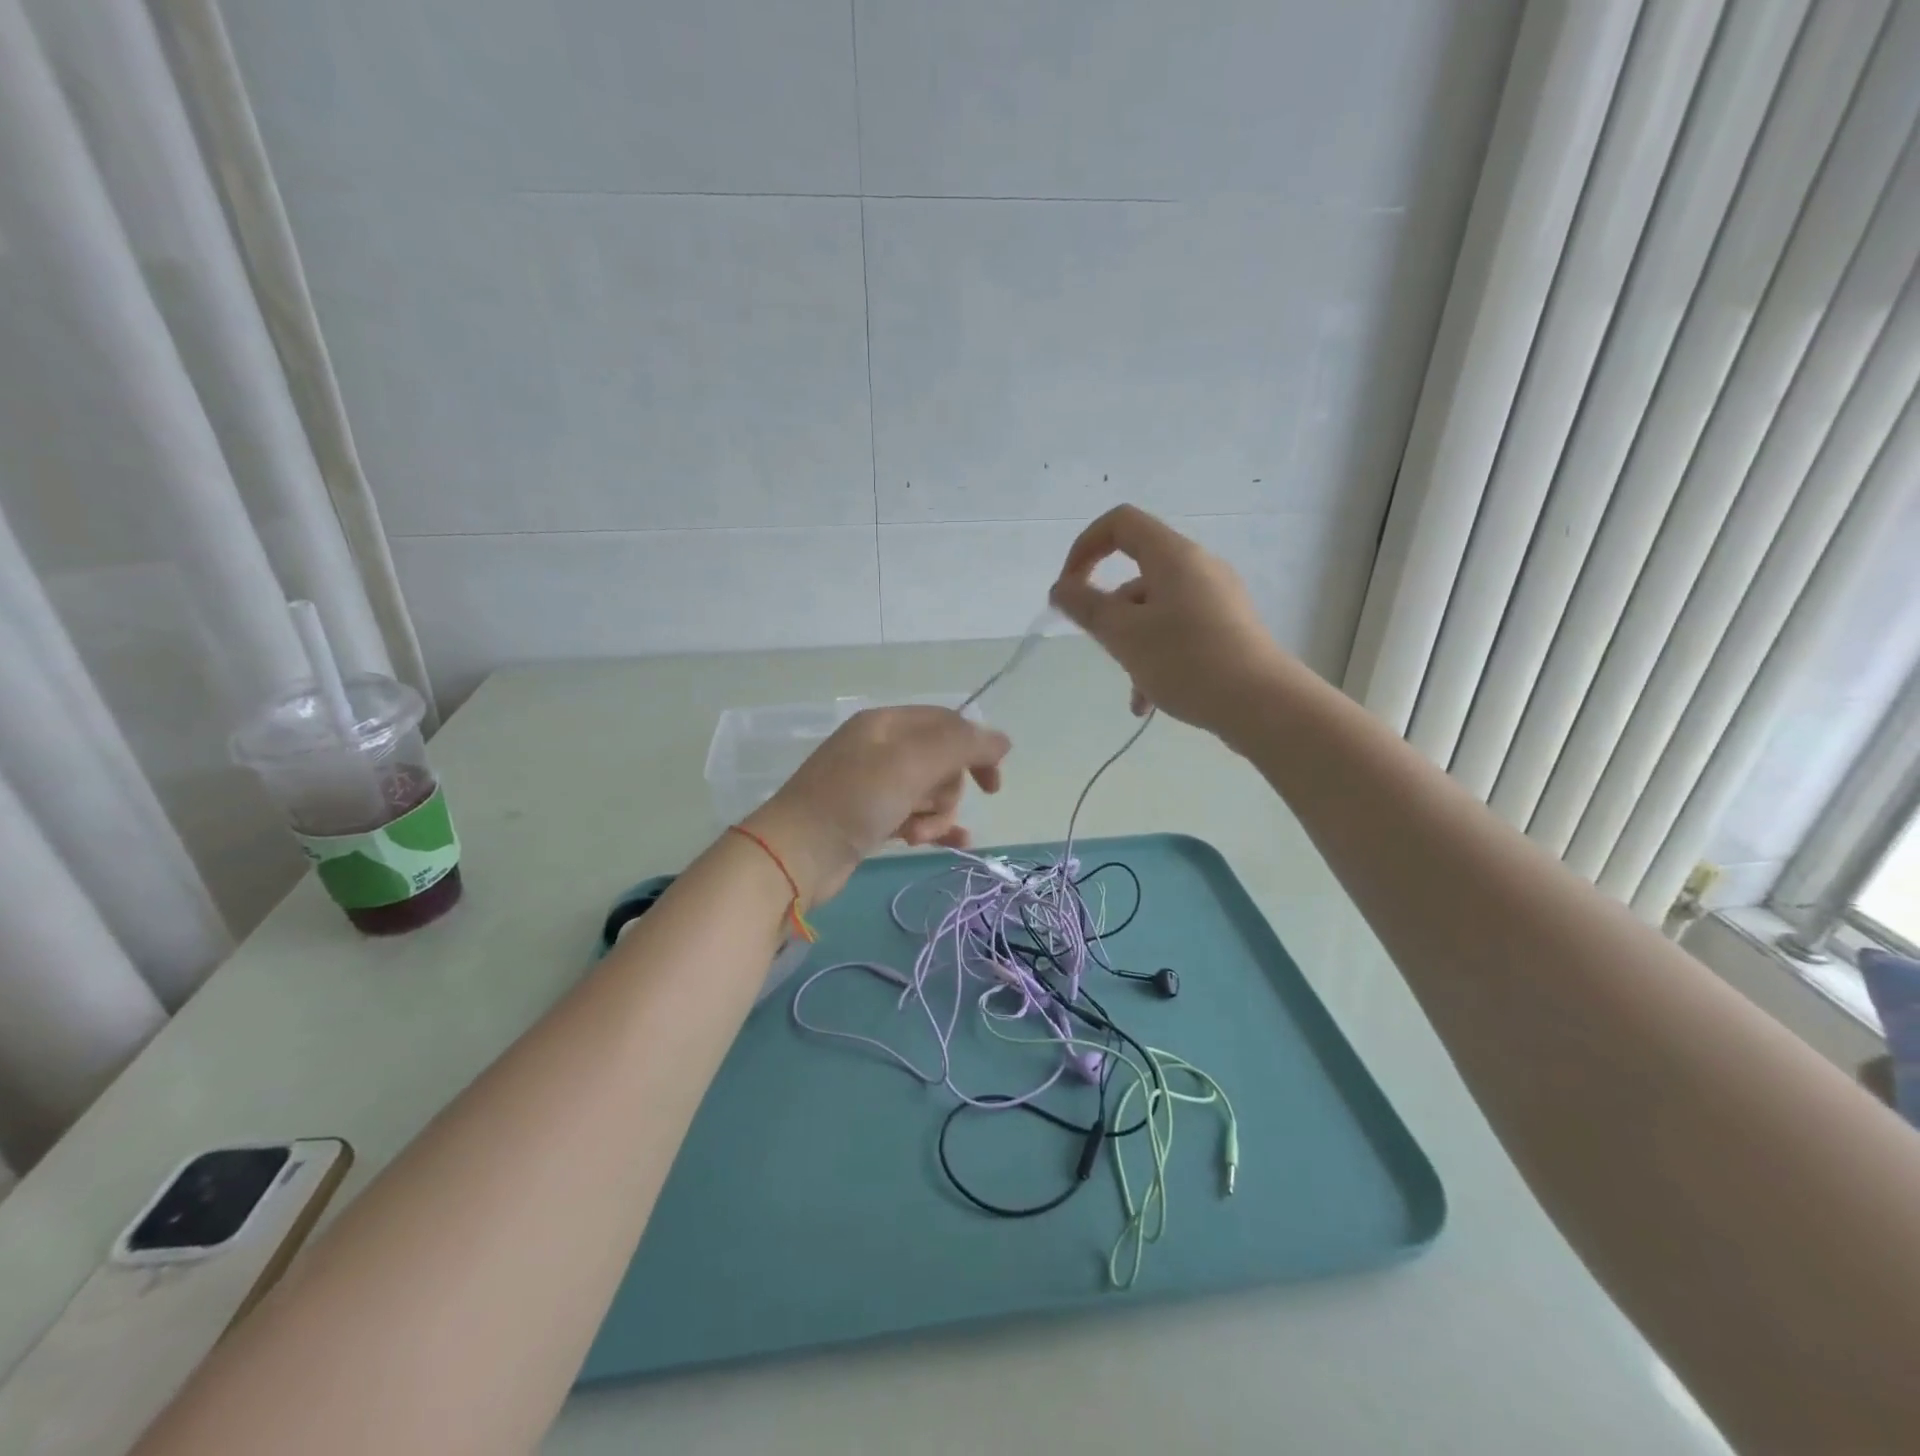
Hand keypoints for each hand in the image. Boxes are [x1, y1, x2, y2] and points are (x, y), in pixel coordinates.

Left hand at [743, 706, 1010, 904]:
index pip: (947, 723)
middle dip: (945, 790)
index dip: (975, 749)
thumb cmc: (854, 800)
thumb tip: (1003, 739)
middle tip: (927, 810)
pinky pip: (915, 815)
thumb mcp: (911, 763)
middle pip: (941, 761)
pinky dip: (933, 827)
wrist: (795, 855)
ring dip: (935, 815)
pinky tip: (955, 843)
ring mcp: (874, 785)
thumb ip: (961, 745)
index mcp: (886, 724)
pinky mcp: (870, 818)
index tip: (992, 785)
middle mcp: (880, 748)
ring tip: (916, 835)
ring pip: (929, 792)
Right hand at [1049, 504, 1293, 735]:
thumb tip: (1062, 588)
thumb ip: (1086, 606)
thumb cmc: (1186, 661)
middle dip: (1111, 612)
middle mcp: (1199, 568)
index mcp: (1174, 556)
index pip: (1120, 524)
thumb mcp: (1123, 634)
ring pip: (1156, 610)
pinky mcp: (1229, 628)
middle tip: (1104, 647)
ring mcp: (1218, 599)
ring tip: (1134, 691)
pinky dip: (1158, 657)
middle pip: (1138, 573)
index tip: (1068, 589)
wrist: (1262, 704)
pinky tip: (1150, 702)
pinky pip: (1179, 631)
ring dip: (1133, 645)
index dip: (1085, 548)